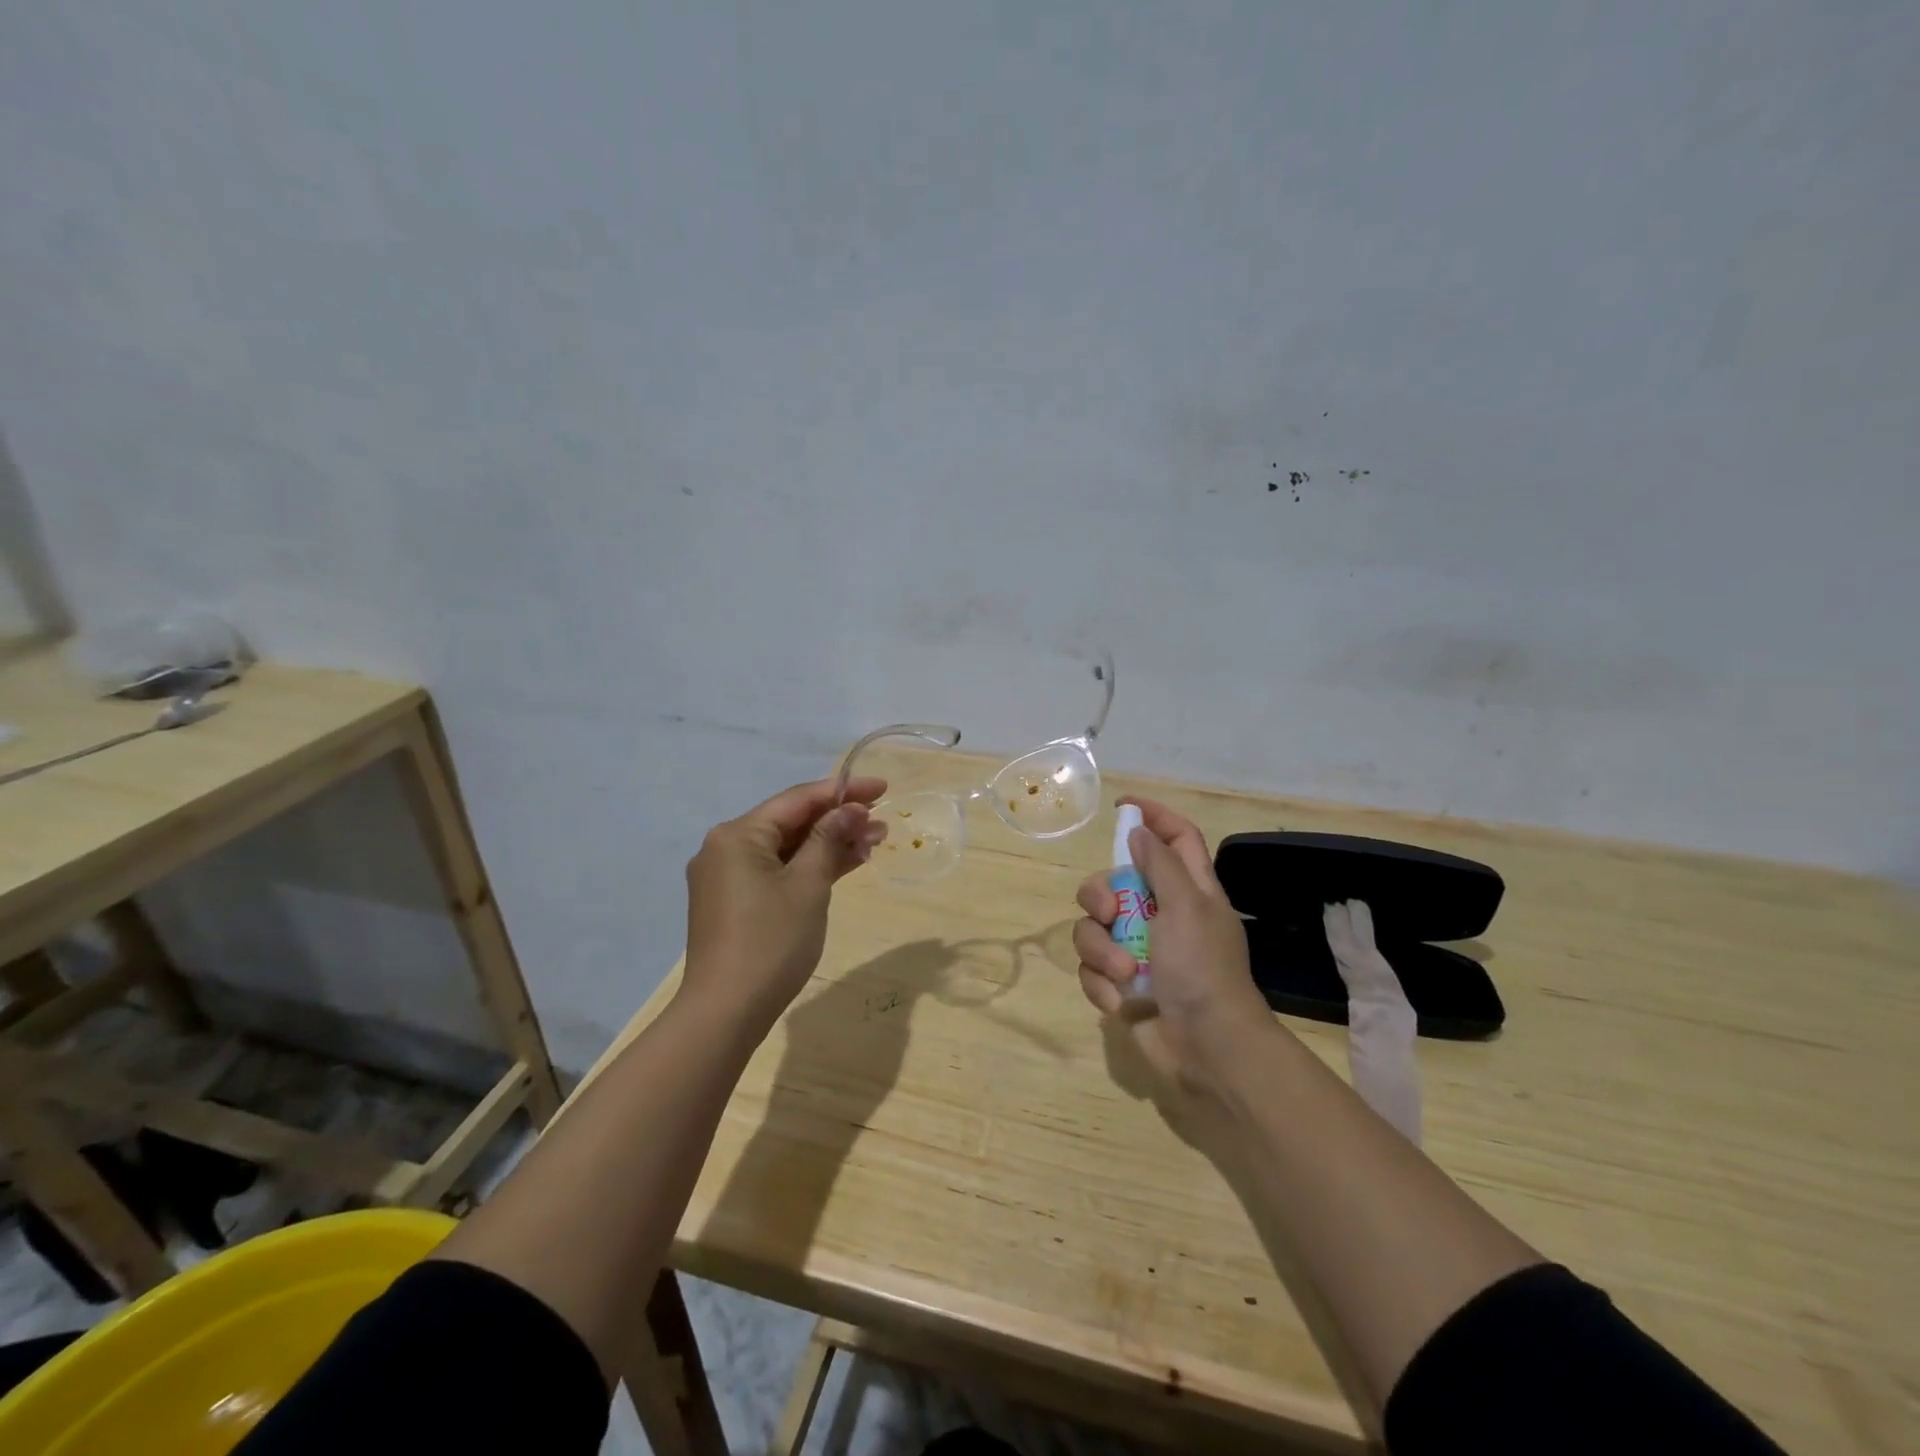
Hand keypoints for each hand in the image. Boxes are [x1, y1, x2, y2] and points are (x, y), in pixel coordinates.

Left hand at [682, 776, 887, 1031]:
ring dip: (829, 844)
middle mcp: (726, 847)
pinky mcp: (734, 902)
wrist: (725, 1012)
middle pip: (791, 822)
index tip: (882, 787)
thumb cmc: (771, 941)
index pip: (797, 799)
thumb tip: (850, 808)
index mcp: (738, 834)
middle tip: (883, 821)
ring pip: (787, 849)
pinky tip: (846, 865)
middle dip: (838, 820)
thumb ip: (829, 838)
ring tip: (874, 842)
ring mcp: (728, 877)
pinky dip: (810, 868)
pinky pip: (778, 872)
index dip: (842, 790)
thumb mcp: (808, 884)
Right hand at [1073, 797, 1274, 1097]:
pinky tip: (1121, 1001)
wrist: (1206, 1047)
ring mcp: (1138, 950)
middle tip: (1110, 913)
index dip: (1153, 817)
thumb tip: (1139, 832)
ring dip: (1102, 950)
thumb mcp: (1186, 906)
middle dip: (1100, 895)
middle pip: (1114, 881)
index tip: (1122, 807)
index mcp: (1190, 890)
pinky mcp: (1120, 983)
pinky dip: (1102, 983)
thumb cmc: (1202, 968)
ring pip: (1093, 928)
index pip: (1176, 838)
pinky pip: (1092, 968)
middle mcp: (1161, 914)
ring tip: (1125, 974)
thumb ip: (1160, 864)